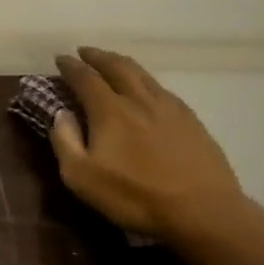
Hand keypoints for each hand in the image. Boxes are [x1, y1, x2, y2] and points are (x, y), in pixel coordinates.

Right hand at [49, 47, 252, 244]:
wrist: (203, 212)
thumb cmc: (136, 197)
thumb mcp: (83, 178)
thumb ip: (65, 141)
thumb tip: (61, 114)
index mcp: (110, 110)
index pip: (85, 77)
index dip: (70, 66)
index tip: (60, 58)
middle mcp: (138, 99)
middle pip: (116, 66)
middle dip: (97, 56)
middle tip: (84, 52)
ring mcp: (168, 107)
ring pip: (142, 73)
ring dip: (121, 63)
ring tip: (112, 62)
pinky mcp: (191, 120)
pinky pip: (162, 89)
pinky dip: (146, 81)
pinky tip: (147, 89)